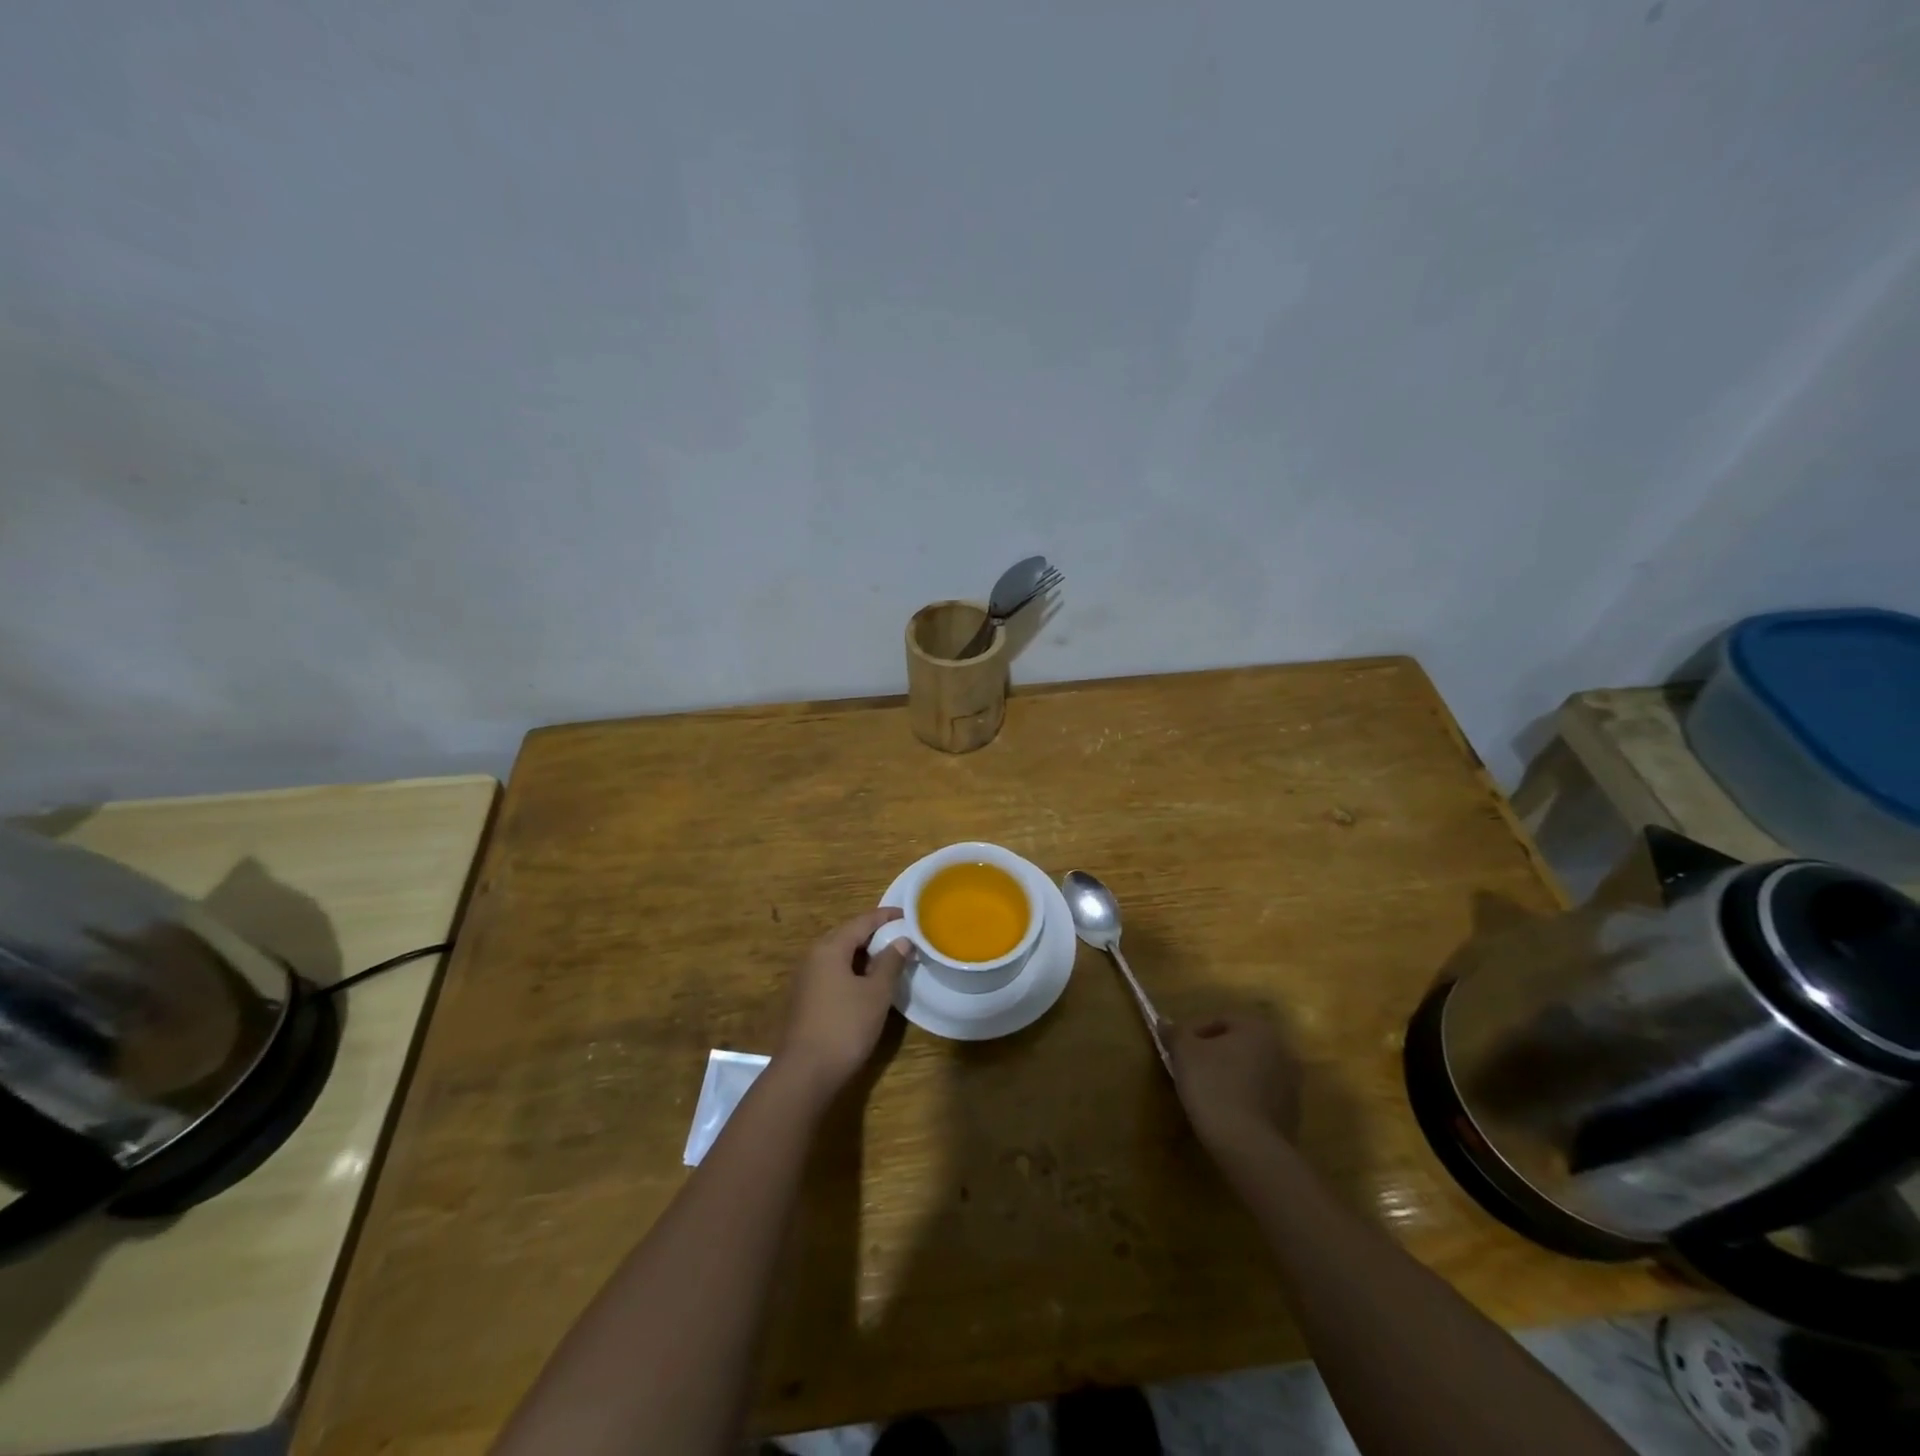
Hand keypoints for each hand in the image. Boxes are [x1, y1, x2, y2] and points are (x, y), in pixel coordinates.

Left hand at [775, 908, 914, 1092]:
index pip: (862, 921)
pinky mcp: (806, 998)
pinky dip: (853, 969)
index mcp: (830, 948)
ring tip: (890, 957)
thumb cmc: (845, 1026)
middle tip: (901, 935)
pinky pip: (833, 971)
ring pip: (840, 954)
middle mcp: (814, 956)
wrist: (805, 1073)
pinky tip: (868, 982)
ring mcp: (807, 978)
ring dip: (864, 953)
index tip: (908, 915)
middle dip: (874, 933)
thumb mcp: (876, 993)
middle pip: (848, 934)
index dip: (886, 916)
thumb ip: (890, 962)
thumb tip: (902, 940)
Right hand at [1169, 1009, 1302, 1154]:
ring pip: (1250, 1071)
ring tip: (1205, 1094)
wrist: (1249, 1147)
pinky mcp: (1292, 1114)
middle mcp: (1282, 1050)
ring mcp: (1292, 1084)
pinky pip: (1260, 1097)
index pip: (1218, 1021)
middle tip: (1189, 1070)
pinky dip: (1243, 1099)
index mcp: (1258, 1028)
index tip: (1175, 1051)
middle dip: (1213, 1054)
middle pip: (1237, 1045)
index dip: (1192, 1034)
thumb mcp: (1184, 1053)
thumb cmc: (1214, 1086)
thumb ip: (1175, 1033)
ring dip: (1229, 1076)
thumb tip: (1164, 1023)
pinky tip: (1225, 1113)